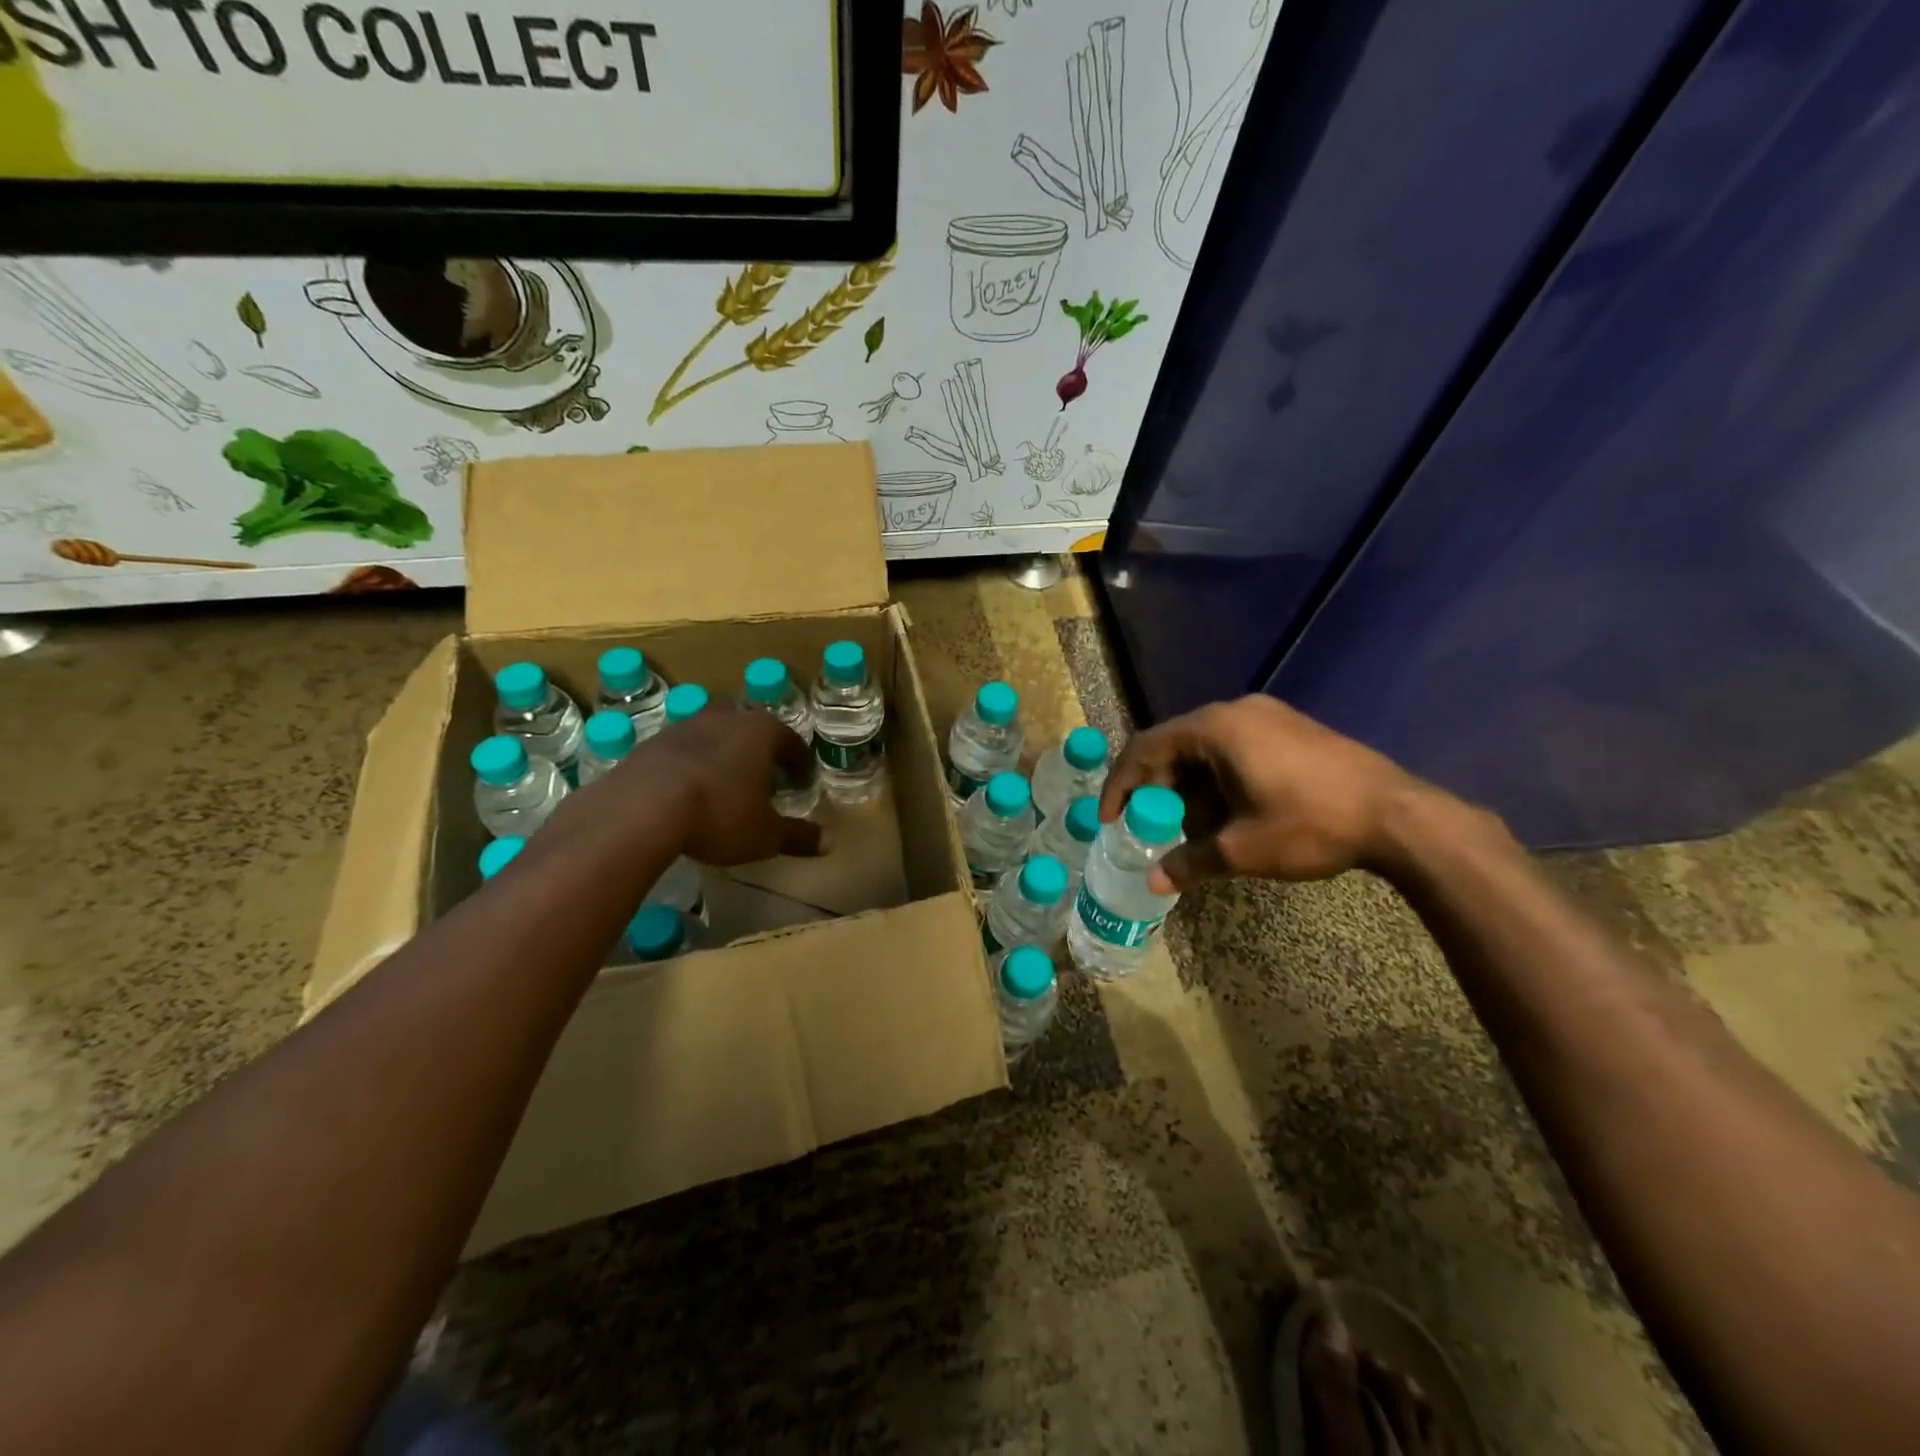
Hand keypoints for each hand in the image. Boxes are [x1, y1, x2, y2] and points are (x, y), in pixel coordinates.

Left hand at [595, 707, 823, 864]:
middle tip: (764, 783)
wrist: (640, 809)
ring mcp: (685, 727)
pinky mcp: (651, 743)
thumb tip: (829, 843)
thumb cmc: (719, 815)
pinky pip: (682, 753)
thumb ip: (798, 836)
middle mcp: (726, 718)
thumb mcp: (765, 835)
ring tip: (724, 788)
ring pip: (715, 738)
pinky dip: (691, 768)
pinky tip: (688, 794)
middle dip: (760, 755)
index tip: (801, 782)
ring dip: (723, 758)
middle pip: (751, 732)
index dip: (799, 763)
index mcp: (761, 732)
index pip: (791, 741)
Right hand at [1098, 695, 1431, 891]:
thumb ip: (1190, 861)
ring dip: (1190, 789)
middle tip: (1153, 829)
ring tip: (1196, 831)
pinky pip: (1234, 749)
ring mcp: (1267, 716)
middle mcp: (1235, 711)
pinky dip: (1218, 781)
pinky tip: (1231, 815)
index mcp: (1214, 729)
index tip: (1109, 819)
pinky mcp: (1291, 728)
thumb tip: (1154, 883)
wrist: (1401, 816)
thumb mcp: (1242, 849)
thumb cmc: (1310, 825)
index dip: (1120, 785)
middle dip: (1158, 792)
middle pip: (1174, 747)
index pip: (1145, 749)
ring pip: (1205, 750)